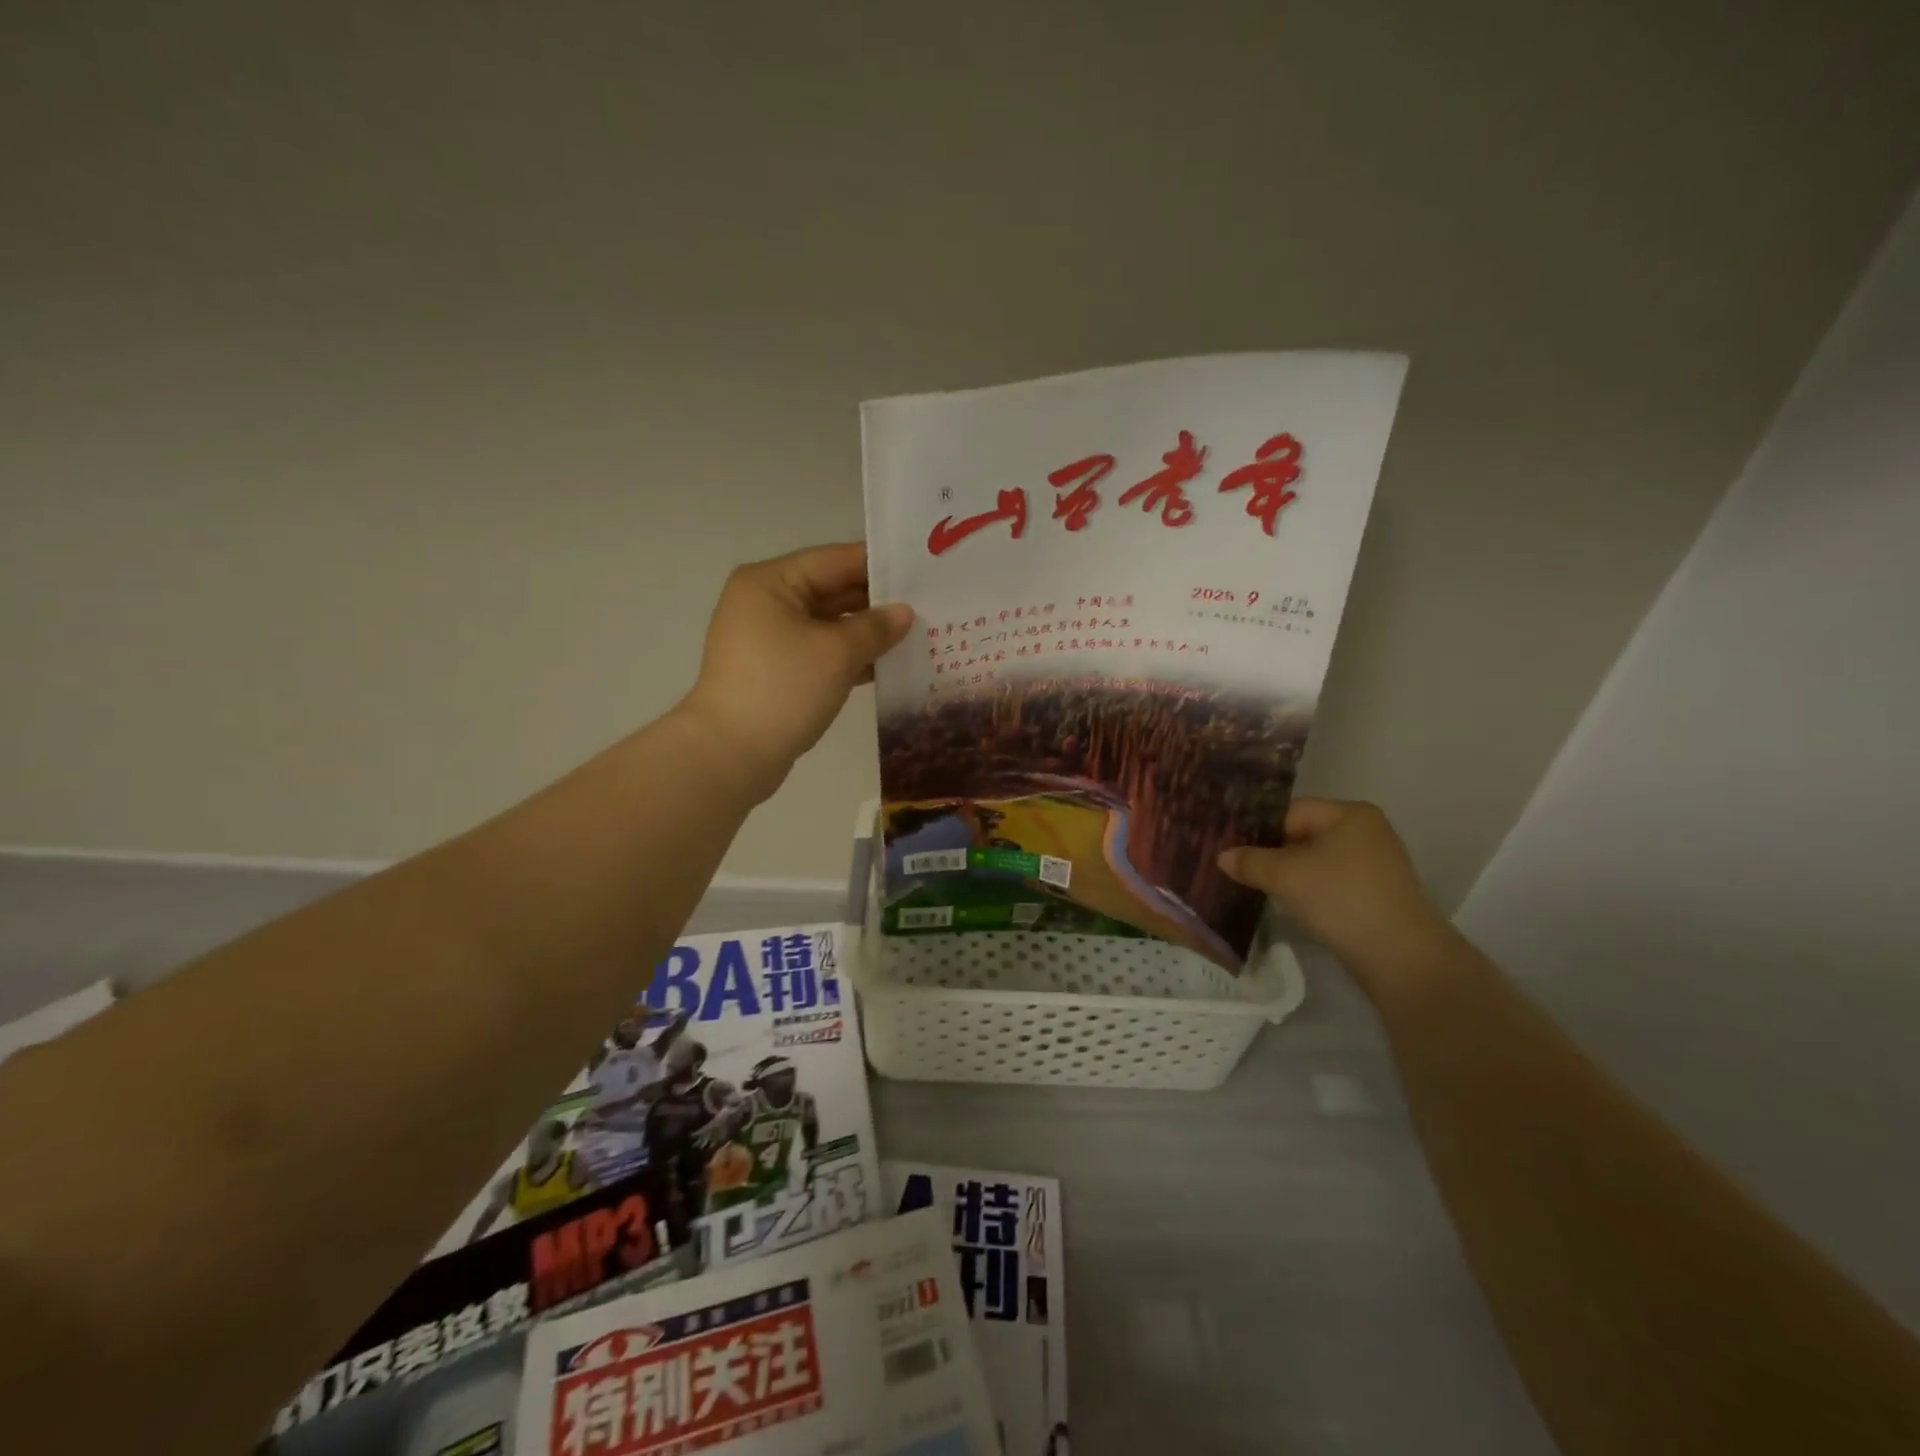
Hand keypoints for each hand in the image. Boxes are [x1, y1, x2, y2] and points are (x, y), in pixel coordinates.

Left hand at [678, 543, 912, 801]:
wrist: (730, 755)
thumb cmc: (783, 689)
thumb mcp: (837, 653)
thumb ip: (876, 627)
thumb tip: (904, 613)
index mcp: (772, 582)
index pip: (835, 560)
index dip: (880, 565)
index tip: (923, 571)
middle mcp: (767, 603)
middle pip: (832, 591)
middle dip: (878, 603)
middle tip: (930, 607)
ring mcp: (769, 640)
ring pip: (829, 626)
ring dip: (868, 634)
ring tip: (919, 637)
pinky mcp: (777, 672)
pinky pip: (821, 654)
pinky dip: (851, 659)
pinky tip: (889, 667)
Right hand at [1217, 799, 1452, 989]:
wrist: (1401, 957)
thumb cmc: (1342, 900)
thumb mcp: (1285, 876)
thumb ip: (1250, 861)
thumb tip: (1222, 856)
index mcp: (1349, 813)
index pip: (1290, 812)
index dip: (1259, 830)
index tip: (1232, 851)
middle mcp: (1366, 831)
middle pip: (1302, 835)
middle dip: (1271, 853)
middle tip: (1240, 870)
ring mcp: (1374, 863)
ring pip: (1315, 860)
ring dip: (1289, 874)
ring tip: (1260, 888)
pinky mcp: (1376, 892)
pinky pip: (1330, 881)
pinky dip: (1309, 890)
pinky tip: (1291, 905)